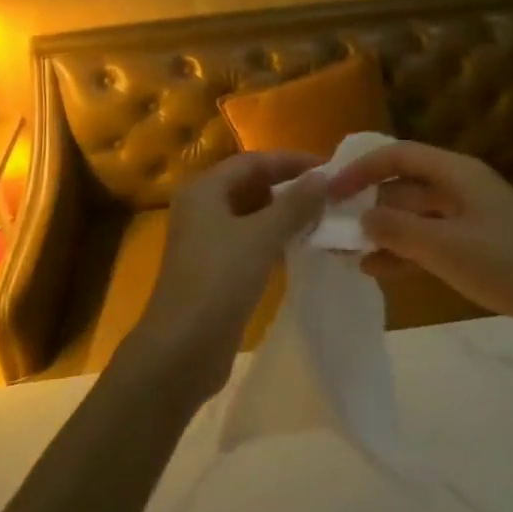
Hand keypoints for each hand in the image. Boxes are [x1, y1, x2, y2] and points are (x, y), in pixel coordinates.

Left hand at [125, 151, 327, 400]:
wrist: (181, 350)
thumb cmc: (218, 281)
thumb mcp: (261, 237)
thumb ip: (294, 205)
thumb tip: (323, 177)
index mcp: (204, 189)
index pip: (254, 161)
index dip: (292, 162)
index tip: (330, 169)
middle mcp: (202, 208)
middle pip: (252, 185)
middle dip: (290, 188)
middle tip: (331, 194)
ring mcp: (207, 240)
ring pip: (253, 215)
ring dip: (285, 215)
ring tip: (324, 218)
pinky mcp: (216, 269)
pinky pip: (251, 242)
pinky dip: (275, 239)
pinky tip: (303, 247)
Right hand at [330, 140, 512, 347]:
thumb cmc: (508, 264)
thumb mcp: (445, 248)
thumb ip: (397, 231)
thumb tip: (362, 219)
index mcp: (456, 172)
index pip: (397, 155)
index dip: (360, 169)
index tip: (330, 192)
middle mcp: (461, 185)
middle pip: (404, 184)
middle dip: (368, 203)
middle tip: (333, 226)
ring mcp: (471, 215)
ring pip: (415, 214)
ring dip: (383, 230)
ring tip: (347, 251)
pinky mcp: (479, 243)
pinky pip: (431, 238)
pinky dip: (405, 250)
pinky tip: (378, 269)